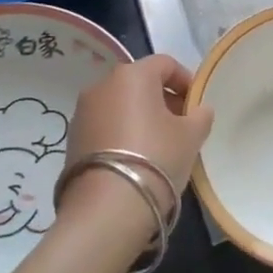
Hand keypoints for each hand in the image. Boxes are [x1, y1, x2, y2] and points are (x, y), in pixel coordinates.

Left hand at [65, 53, 212, 205]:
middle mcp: (103, 85)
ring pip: (120, 104)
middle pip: (140, 82)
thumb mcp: (191, 136)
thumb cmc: (156, 158)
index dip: (186, 80)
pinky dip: (121, 132)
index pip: (165, 63)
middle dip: (163, 98)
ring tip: (158, 145)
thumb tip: (198, 110)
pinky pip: (105, 124)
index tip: (196, 104)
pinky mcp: (72, 138)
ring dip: (140, 116)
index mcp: (133, 75)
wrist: (106, 209)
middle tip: (181, 124)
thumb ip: (200, 115)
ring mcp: (83, 112)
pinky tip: (135, 158)